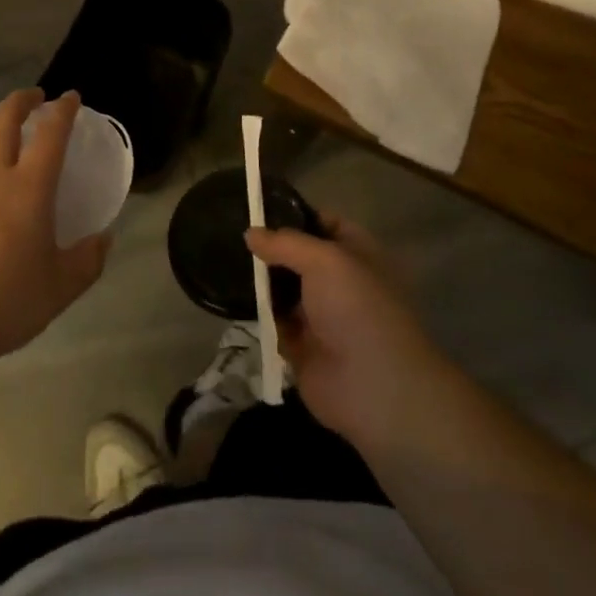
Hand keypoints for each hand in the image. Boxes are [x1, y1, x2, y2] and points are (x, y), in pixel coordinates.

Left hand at [0, 89, 108, 363]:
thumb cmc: (4, 303)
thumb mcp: (61, 288)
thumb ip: (88, 259)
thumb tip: (104, 237)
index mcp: (28, 189)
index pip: (50, 134)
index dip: (62, 111)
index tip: (70, 98)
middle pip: (3, 118)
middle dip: (22, 100)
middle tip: (35, 98)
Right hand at [246, 215, 437, 455]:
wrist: (373, 388)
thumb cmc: (357, 309)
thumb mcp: (323, 259)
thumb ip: (284, 242)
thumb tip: (250, 233)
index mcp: (356, 254)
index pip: (323, 223)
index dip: (293, 213)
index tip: (255, 207)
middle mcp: (339, 281)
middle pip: (297, 256)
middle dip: (269, 247)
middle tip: (229, 232)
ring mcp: (320, 315)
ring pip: (282, 288)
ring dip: (259, 279)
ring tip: (221, 259)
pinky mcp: (301, 346)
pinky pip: (273, 320)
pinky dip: (256, 312)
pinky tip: (228, 295)